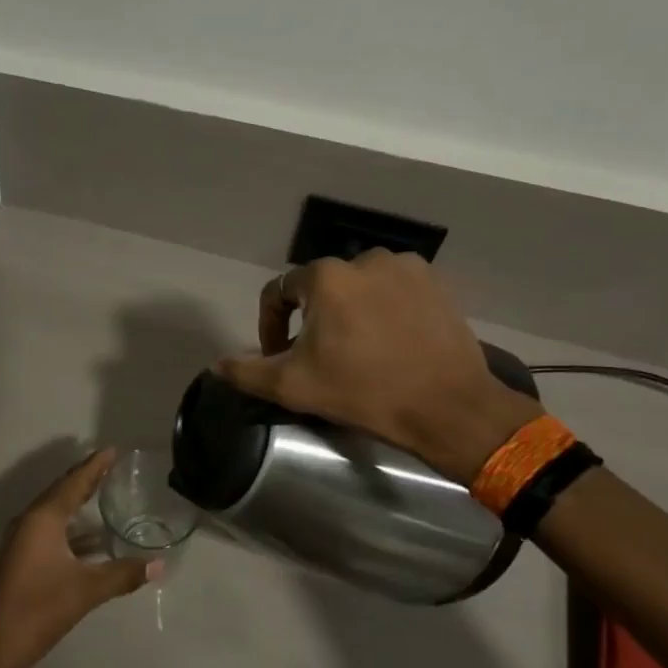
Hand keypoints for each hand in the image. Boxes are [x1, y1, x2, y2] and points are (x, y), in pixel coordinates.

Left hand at [0, 450, 155, 667]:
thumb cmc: (39, 609)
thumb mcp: (86, 590)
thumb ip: (123, 574)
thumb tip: (160, 565)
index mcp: (42, 519)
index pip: (73, 483)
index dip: (94, 466)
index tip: (112, 449)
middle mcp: (29, 522)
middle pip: (61, 492)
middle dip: (85, 478)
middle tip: (109, 465)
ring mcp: (20, 541)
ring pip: (53, 512)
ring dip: (76, 503)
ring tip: (102, 494)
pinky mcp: (19, 559)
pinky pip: (49, 530)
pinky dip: (70, 528)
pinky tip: (90, 539)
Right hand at [216, 250, 539, 484]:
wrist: (449, 408)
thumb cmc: (364, 392)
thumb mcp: (294, 387)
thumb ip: (247, 371)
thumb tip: (218, 364)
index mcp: (325, 277)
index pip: (279, 292)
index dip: (271, 325)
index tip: (278, 356)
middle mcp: (363, 259)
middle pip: (320, 288)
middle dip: (312, 319)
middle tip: (320, 356)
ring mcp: (405, 267)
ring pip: (359, 287)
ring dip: (349, 310)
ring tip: (357, 347)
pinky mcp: (436, 283)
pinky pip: (394, 289)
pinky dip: (385, 308)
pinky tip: (391, 340)